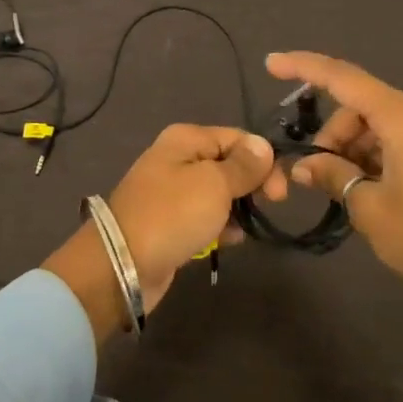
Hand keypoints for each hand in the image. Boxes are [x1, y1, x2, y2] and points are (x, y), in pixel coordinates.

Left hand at [44, 124, 280, 340]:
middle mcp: (178, 158)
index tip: (280, 191)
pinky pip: (206, 215)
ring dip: (238, 206)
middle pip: (229, 163)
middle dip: (252, 183)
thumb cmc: (172, 215)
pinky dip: (220, 225)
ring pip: (219, 191)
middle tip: (272, 205)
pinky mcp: (171, 221)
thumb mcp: (214, 185)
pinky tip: (229, 240)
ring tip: (245, 226)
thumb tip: (264, 145)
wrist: (122, 264)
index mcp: (186, 139)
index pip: (237, 138)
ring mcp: (173, 191)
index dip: (263, 159)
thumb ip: (243, 166)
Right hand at [267, 52, 402, 336]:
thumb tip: (304, 166)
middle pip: (362, 105)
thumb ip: (332, 174)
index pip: (344, 78)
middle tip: (316, 174)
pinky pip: (400, 135)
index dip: (305, 67)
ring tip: (343, 187)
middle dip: (333, 133)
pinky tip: (367, 185)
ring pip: (380, 121)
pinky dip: (376, 152)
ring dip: (354, 146)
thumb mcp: (369, 207)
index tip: (272, 62)